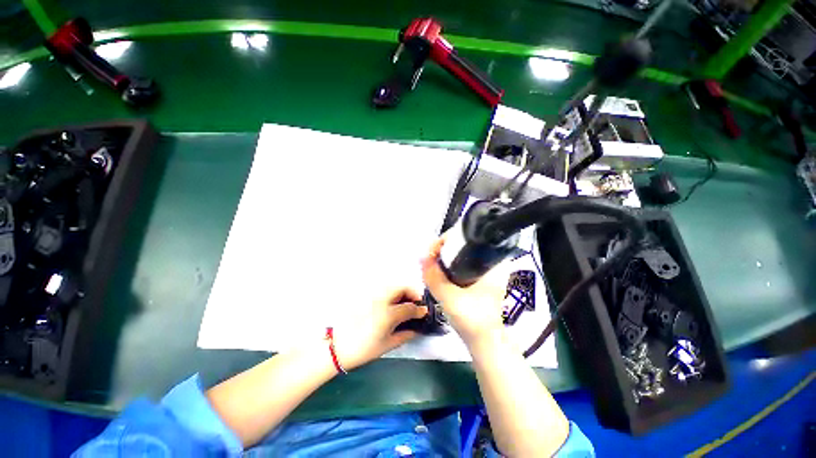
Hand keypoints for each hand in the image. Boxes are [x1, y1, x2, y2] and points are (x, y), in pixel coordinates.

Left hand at [333, 287, 427, 370]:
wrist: (336, 345)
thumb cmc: (363, 349)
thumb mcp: (387, 345)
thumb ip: (406, 334)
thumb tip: (417, 328)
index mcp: (388, 313)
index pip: (410, 307)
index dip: (420, 309)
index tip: (424, 312)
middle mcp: (382, 299)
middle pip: (402, 287)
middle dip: (412, 294)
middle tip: (415, 304)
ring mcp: (373, 294)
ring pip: (393, 286)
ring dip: (402, 291)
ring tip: (404, 303)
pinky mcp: (365, 294)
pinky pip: (383, 289)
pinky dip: (392, 292)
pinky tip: (391, 303)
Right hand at [421, 237, 509, 346]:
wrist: (485, 344)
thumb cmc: (473, 321)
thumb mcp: (450, 298)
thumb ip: (434, 277)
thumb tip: (421, 257)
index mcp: (492, 264)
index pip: (468, 239)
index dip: (447, 240)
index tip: (433, 250)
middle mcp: (491, 264)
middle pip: (463, 246)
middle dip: (443, 250)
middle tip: (429, 258)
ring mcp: (486, 273)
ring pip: (460, 257)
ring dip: (444, 259)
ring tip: (430, 263)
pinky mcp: (479, 281)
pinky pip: (461, 266)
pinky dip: (449, 267)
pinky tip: (438, 272)